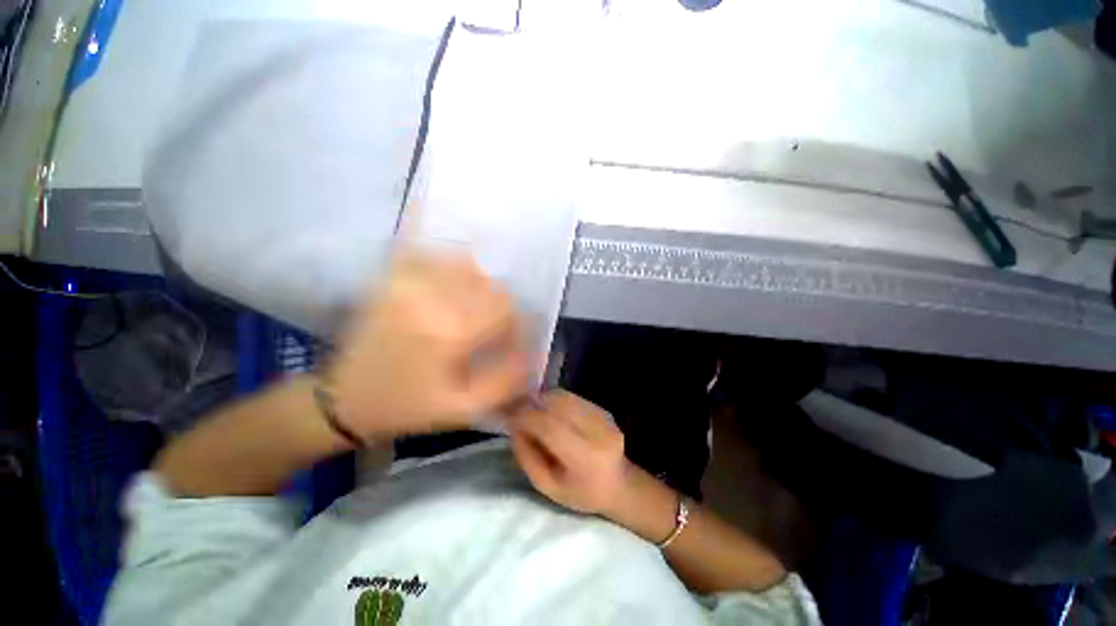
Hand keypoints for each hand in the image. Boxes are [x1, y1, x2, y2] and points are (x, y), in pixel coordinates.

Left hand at [325, 250, 530, 439]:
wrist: (345, 399)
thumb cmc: (409, 406)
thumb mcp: (465, 408)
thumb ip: (507, 380)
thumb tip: (534, 352)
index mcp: (452, 330)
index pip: (507, 307)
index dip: (515, 325)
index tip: (508, 342)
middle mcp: (432, 296)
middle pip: (491, 283)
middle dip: (499, 306)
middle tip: (490, 328)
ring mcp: (408, 280)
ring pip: (468, 264)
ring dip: (479, 285)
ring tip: (469, 308)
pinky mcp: (392, 277)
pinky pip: (432, 253)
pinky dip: (449, 261)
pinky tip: (451, 279)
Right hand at [509, 390, 630, 514]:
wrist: (619, 485)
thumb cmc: (581, 493)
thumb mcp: (548, 487)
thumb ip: (528, 458)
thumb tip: (514, 427)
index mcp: (584, 457)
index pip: (549, 426)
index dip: (526, 417)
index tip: (509, 417)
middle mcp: (596, 431)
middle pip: (557, 405)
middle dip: (532, 404)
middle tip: (518, 410)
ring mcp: (603, 417)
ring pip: (565, 397)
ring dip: (544, 400)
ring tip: (533, 410)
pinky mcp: (604, 410)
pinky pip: (573, 398)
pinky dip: (557, 400)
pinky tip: (551, 410)